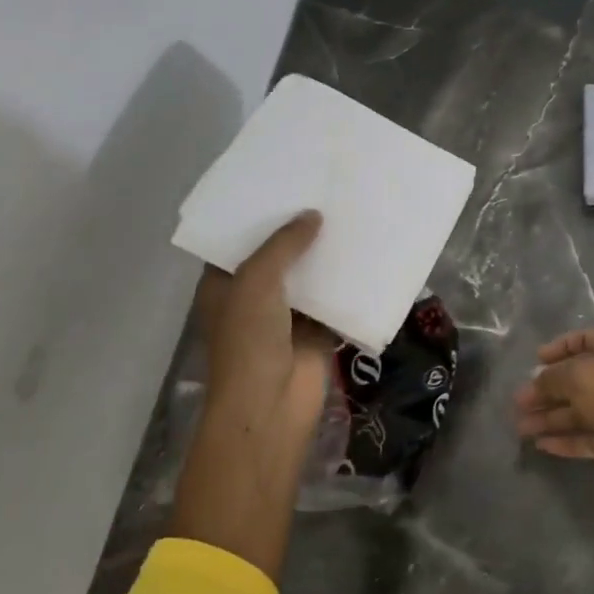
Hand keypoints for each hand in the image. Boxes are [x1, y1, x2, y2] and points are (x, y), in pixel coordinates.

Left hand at [172, 212, 331, 578]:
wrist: (270, 407)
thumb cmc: (249, 341)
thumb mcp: (256, 281)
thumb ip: (283, 244)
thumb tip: (313, 215)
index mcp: (225, 285)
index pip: (239, 242)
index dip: (259, 217)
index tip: (285, 186)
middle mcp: (253, 297)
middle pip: (278, 256)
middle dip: (299, 232)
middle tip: (326, 193)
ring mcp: (286, 316)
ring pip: (308, 277)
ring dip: (326, 256)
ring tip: (350, 216)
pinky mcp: (316, 332)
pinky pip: (334, 301)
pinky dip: (348, 284)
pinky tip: (368, 255)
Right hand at [515, 328, 593, 464]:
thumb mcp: (575, 375)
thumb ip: (551, 377)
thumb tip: (536, 382)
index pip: (585, 339)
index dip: (560, 346)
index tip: (537, 359)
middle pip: (576, 379)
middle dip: (546, 390)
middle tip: (518, 401)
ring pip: (578, 411)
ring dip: (548, 417)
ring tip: (521, 428)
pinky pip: (586, 437)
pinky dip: (564, 439)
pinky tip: (540, 445)